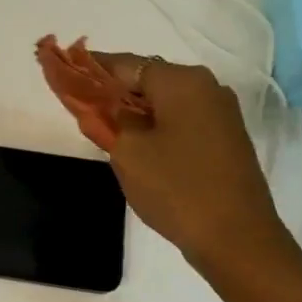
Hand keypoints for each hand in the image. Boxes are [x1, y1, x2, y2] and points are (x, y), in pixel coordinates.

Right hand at [91, 53, 301, 296]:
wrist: (236, 238)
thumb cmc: (176, 187)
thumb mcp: (128, 152)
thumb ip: (109, 120)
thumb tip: (107, 106)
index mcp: (182, 81)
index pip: (126, 64)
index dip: (92, 68)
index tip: (65, 72)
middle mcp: (207, 87)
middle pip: (148, 80)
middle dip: (115, 92)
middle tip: (84, 109)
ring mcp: (221, 114)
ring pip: (166, 102)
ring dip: (135, 112)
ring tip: (107, 131)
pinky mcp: (226, 139)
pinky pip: (182, 121)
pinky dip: (156, 127)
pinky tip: (139, 148)